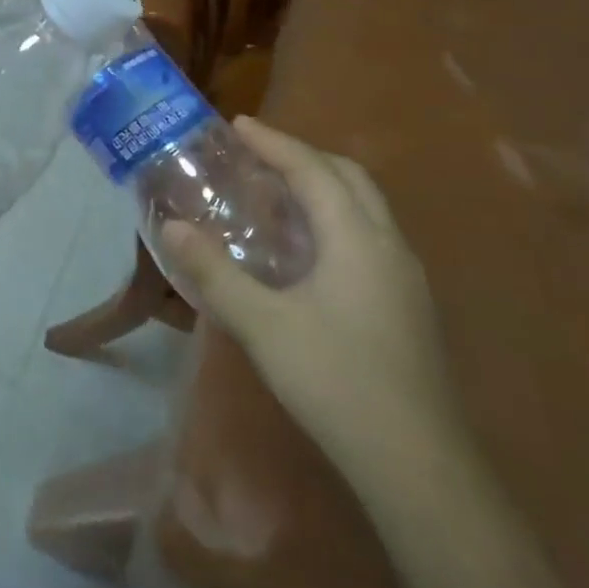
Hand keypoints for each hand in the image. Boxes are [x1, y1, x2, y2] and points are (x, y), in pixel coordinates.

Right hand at [162, 117, 463, 483]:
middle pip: (349, 177)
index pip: (313, 170)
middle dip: (303, 155)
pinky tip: (307, 248)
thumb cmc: (336, 381)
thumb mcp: (262, 325)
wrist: (416, 463)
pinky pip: (369, 234)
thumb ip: (214, 272)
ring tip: (276, 191)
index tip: (237, 124)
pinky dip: (335, 216)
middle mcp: (389, 246)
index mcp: (357, 239)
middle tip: (257, 153)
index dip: (274, 142)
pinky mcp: (407, 305)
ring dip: (323, 184)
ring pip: (366, 206)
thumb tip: (172, 227)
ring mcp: (405, 277)